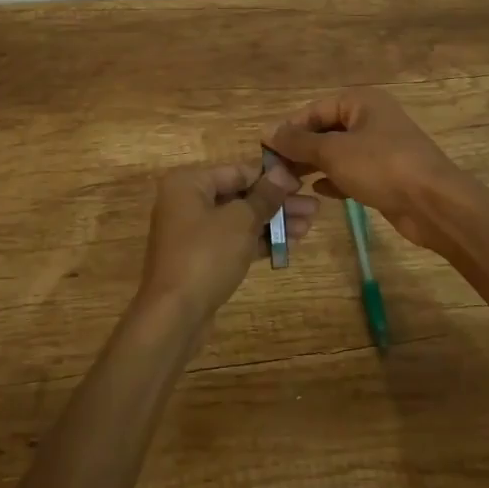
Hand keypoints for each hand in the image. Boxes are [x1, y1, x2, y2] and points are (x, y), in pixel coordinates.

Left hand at [137, 161, 316, 322]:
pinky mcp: (201, 259)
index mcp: (189, 183)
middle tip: (314, 208)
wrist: (174, 315)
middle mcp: (187, 202)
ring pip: (239, 220)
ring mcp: (192, 233)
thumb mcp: (240, 221)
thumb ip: (264, 196)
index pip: (238, 171)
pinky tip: (289, 243)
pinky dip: (258, 241)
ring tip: (309, 226)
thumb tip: (283, 172)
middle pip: (240, 195)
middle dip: (277, 202)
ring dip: (273, 222)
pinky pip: (234, 242)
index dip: (273, 177)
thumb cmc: (206, 255)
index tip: (303, 183)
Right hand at [266, 89, 474, 253]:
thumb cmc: (382, 167)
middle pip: (326, 130)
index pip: (314, 110)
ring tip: (289, 183)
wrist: (435, 205)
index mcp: (361, 102)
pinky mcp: (386, 175)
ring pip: (338, 153)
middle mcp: (371, 119)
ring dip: (314, 166)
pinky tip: (317, 193)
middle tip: (275, 170)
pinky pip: (352, 172)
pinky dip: (334, 179)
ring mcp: (381, 148)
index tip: (265, 150)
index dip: (289, 128)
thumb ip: (298, 142)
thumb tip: (267, 131)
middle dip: (300, 149)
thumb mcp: (333, 152)